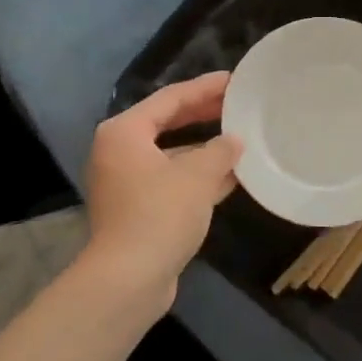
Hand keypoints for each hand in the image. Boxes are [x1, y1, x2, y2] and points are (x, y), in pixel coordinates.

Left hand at [83, 72, 242, 302]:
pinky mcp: (138, 210)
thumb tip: (235, 141)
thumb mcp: (198, 175)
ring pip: (172, 154)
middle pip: (168, 122)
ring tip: (241, 138)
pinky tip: (232, 176)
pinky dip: (199, 176)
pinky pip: (173, 180)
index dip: (205, 87)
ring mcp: (127, 183)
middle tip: (238, 104)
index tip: (234, 79)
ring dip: (205, 149)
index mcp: (125, 132)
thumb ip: (221, 150)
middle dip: (204, 114)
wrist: (128, 281)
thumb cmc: (160, 214)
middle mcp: (120, 152)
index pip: (170, 98)